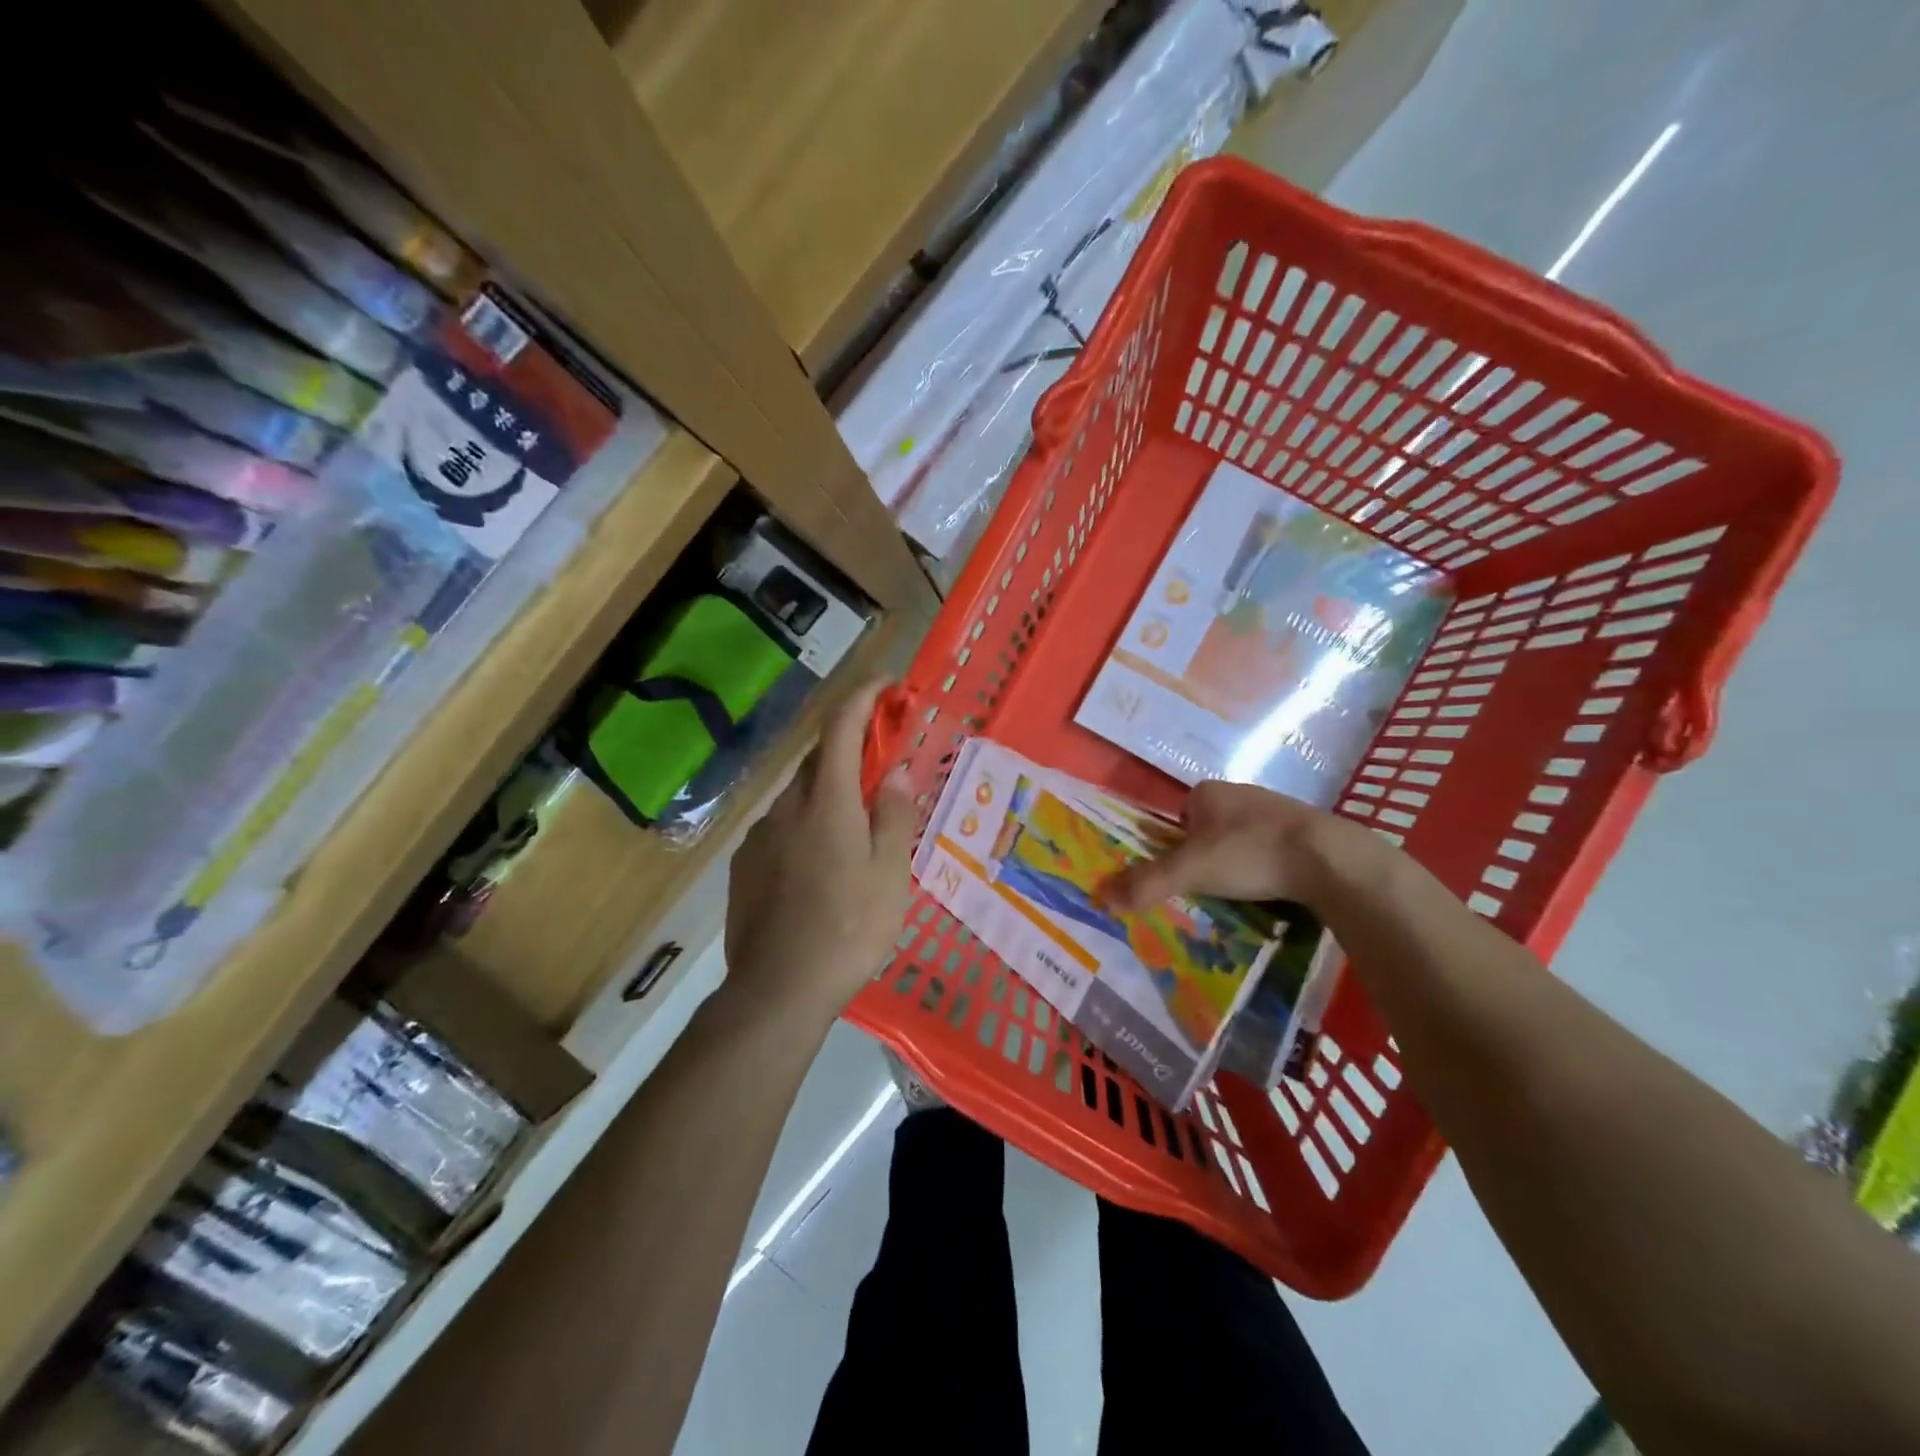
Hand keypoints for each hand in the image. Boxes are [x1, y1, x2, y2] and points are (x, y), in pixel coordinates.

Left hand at [722, 680, 916, 1024]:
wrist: (777, 991)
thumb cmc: (849, 930)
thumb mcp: (891, 874)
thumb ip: (895, 814)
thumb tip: (898, 770)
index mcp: (827, 802)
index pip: (842, 726)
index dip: (864, 696)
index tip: (888, 685)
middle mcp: (787, 807)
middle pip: (821, 758)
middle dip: (853, 746)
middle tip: (886, 763)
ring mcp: (760, 836)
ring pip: (801, 795)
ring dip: (830, 791)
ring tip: (858, 827)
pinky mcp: (745, 864)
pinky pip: (783, 826)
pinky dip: (808, 823)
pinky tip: (822, 863)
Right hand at [1103, 779, 1380, 912]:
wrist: (1330, 858)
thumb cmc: (1250, 853)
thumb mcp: (1191, 871)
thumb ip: (1147, 883)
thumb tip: (1099, 897)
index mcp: (1207, 792)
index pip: (1178, 816)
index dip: (1174, 845)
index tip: (1182, 874)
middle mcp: (1239, 791)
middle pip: (1208, 828)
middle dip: (1205, 855)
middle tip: (1207, 887)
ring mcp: (1274, 807)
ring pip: (1240, 838)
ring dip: (1237, 861)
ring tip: (1241, 891)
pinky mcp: (1303, 828)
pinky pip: (1271, 846)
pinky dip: (1266, 865)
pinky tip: (1272, 886)